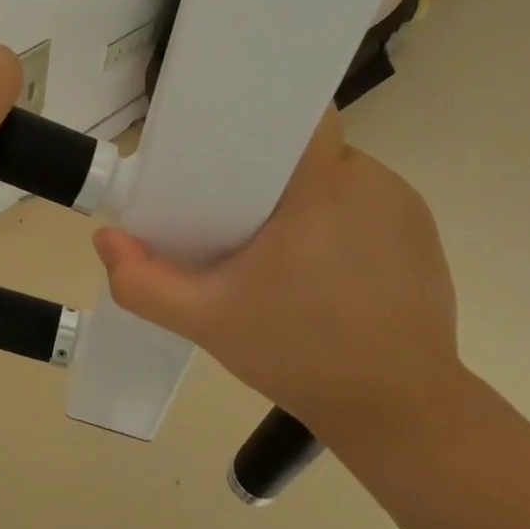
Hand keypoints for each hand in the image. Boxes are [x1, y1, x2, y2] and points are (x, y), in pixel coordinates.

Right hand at [92, 109, 459, 437]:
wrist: (399, 413)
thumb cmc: (300, 355)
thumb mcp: (207, 321)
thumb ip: (144, 282)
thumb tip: (106, 239)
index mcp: (322, 186)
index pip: (296, 115)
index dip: (259, 118)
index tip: (226, 145)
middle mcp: (371, 181)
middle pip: (309, 146)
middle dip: (271, 167)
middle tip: (235, 208)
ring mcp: (404, 207)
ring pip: (337, 174)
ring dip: (306, 194)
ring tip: (278, 240)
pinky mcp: (423, 234)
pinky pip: (367, 202)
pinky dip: (340, 217)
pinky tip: (321, 262)